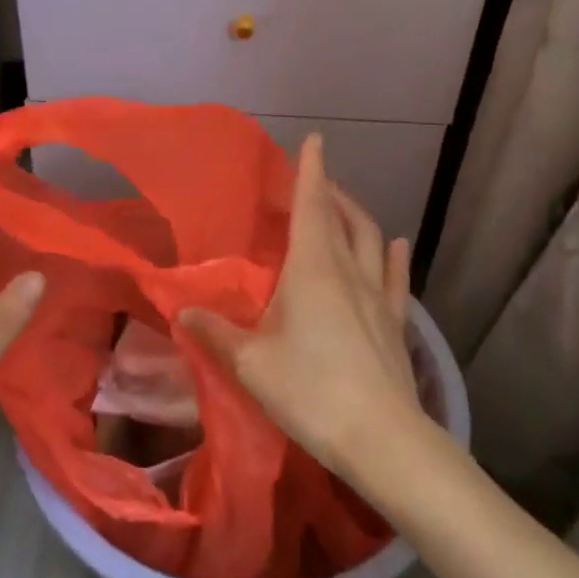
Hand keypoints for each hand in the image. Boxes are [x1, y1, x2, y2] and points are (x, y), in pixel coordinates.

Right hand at [180, 136, 423, 486]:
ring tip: (344, 207)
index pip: (312, 205)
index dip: (311, 170)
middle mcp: (348, 270)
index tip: (314, 139)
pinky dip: (392, 256)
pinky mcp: (395, 321)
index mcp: (312, 268)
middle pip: (342, 217)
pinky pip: (394, 276)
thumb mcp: (250, 363)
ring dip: (357, 216)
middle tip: (314, 182)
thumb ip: (216, 333)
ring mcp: (378, 295)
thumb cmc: (308, 391)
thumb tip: (183, 312)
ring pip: (371, 239)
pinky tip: (394, 245)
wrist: (380, 438)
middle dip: (329, 192)